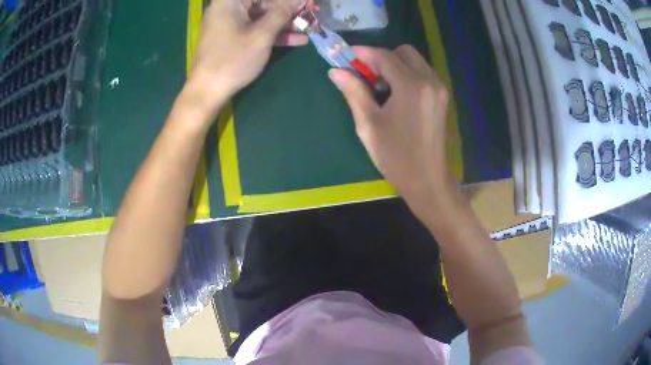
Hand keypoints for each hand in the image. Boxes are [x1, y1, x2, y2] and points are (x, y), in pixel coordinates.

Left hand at [184, 0, 307, 118]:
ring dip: (285, 22)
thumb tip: (300, 0)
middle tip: (310, 12)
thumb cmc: (232, 60)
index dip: (287, 0)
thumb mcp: (261, 35)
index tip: (306, 2)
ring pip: (262, 15)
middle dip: (288, 9)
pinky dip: (273, 33)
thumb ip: (282, 13)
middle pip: (264, 2)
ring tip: (309, 26)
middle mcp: (228, 7)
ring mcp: (230, 22)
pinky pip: (256, 28)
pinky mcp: (232, 36)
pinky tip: (297, 39)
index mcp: (230, 2)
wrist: (208, 91)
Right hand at [328, 45, 456, 208]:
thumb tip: (335, 71)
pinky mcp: (441, 97)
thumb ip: (354, 91)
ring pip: (414, 61)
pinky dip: (406, 74)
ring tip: (379, 86)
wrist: (427, 180)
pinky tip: (395, 93)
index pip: (384, 56)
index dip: (363, 53)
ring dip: (394, 65)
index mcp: (411, 86)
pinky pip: (422, 73)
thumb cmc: (396, 156)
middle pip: (403, 52)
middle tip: (365, 75)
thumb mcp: (369, 124)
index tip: (346, 56)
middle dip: (381, 57)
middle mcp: (429, 81)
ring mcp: (439, 88)